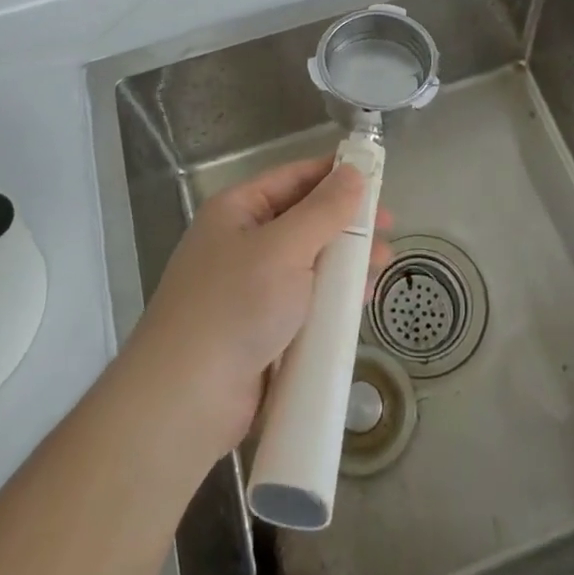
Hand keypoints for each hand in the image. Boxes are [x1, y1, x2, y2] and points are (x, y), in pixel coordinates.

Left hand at [124, 156, 391, 462]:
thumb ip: (324, 210)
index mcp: (238, 211)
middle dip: (348, 223)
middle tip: (389, 229)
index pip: (294, 177)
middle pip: (305, 220)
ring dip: (346, 262)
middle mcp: (242, 242)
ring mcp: (251, 288)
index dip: (335, 174)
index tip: (378, 178)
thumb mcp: (284, 248)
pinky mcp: (262, 329)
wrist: (184, 403)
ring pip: (310, 262)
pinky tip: (360, 302)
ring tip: (383, 266)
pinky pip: (305, 301)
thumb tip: (354, 171)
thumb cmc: (234, 307)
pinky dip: (333, 298)